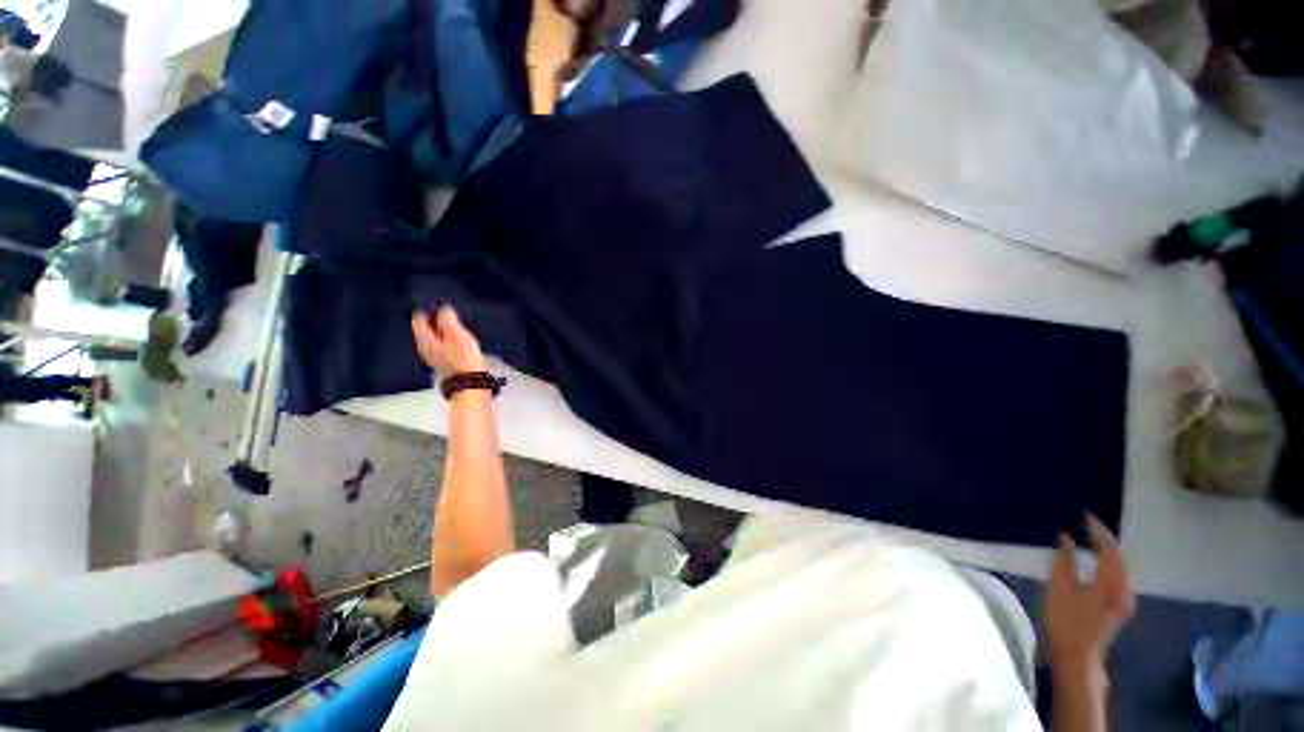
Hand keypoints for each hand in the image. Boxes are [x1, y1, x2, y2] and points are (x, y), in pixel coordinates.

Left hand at [412, 306, 488, 375]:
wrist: (471, 384)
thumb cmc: (464, 358)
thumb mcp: (457, 335)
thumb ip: (448, 320)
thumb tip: (442, 307)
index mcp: (425, 340)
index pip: (418, 319)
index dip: (427, 309)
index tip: (439, 303)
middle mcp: (424, 348)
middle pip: (425, 329)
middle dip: (434, 320)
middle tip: (447, 312)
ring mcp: (434, 358)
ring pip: (433, 338)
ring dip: (442, 331)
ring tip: (455, 324)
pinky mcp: (444, 364)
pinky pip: (442, 346)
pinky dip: (447, 340)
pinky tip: (458, 339)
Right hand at [1046, 514, 1135, 679]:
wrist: (1078, 657)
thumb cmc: (1067, 622)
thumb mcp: (1060, 590)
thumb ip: (1064, 562)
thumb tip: (1065, 537)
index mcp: (1113, 585)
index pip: (1110, 551)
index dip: (1099, 532)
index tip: (1086, 515)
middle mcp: (1125, 590)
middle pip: (1119, 558)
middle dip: (1105, 539)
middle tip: (1088, 523)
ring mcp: (1123, 600)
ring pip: (1118, 567)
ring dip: (1106, 551)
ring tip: (1090, 536)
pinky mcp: (1118, 605)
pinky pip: (1115, 575)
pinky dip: (1106, 563)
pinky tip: (1094, 560)